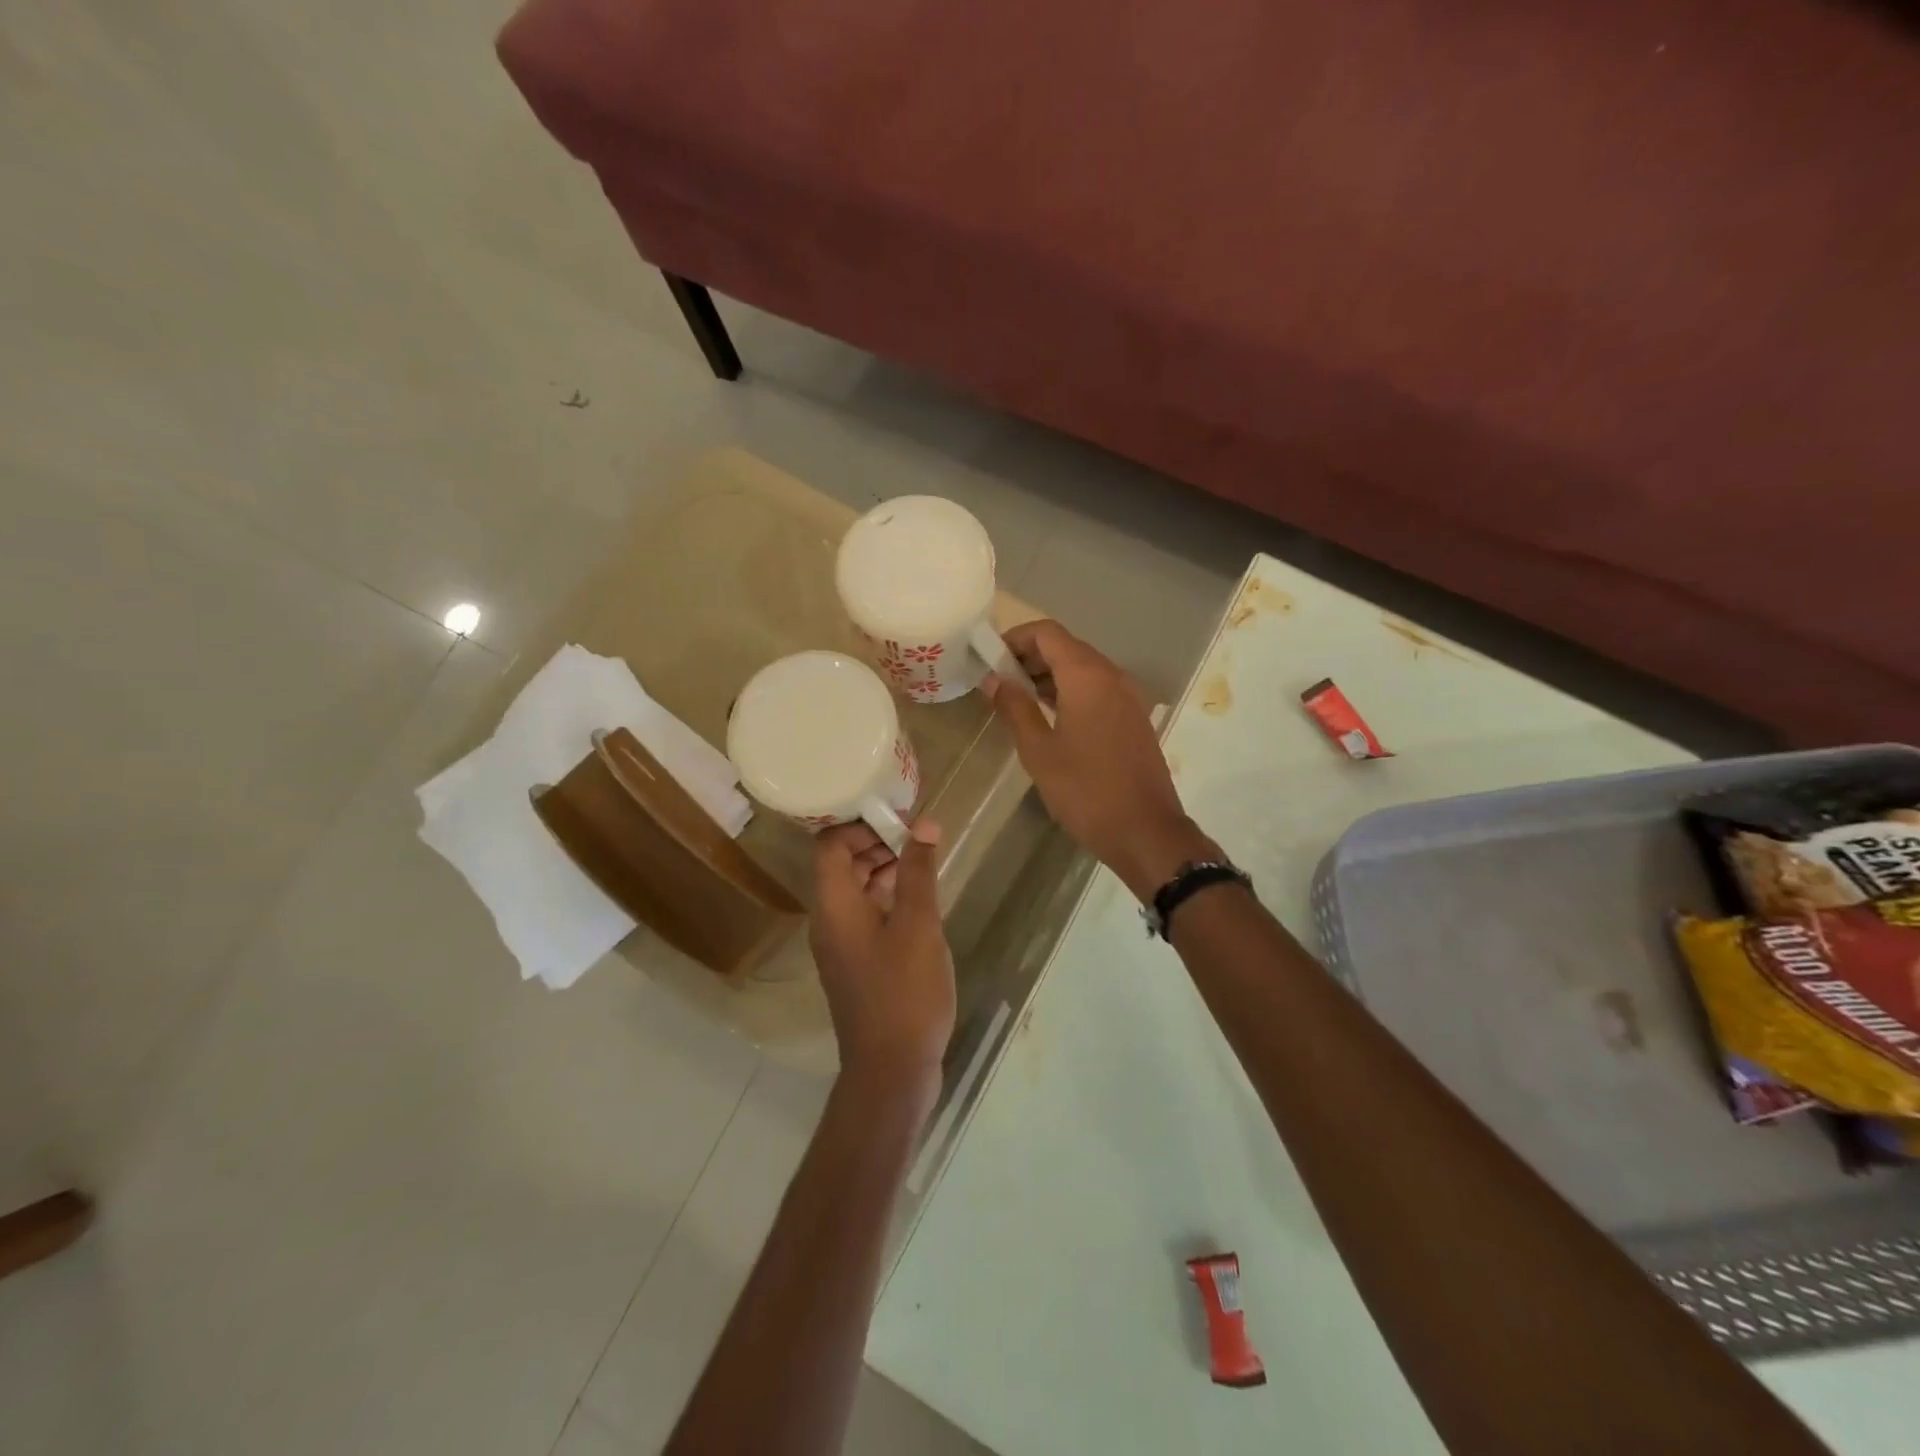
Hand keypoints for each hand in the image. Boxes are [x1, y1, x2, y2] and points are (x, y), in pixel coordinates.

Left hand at [810, 819, 954, 1102]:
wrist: (891, 1070)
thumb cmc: (905, 992)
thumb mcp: (918, 926)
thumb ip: (918, 872)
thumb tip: (923, 824)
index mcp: (834, 906)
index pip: (830, 845)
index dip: (859, 824)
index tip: (897, 816)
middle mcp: (828, 921)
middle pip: (840, 866)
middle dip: (875, 843)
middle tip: (916, 835)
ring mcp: (840, 946)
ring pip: (854, 892)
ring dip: (882, 870)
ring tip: (921, 861)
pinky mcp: (857, 965)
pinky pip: (864, 916)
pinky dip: (886, 898)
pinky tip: (917, 901)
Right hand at [984, 620, 1216, 900]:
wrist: (1145, 831)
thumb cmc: (1085, 790)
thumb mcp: (1039, 751)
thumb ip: (1014, 708)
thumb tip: (994, 680)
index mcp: (1087, 676)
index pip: (1047, 633)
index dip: (1015, 638)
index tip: (989, 660)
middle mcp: (1112, 676)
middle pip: (1066, 647)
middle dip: (1029, 657)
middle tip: (999, 683)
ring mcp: (1128, 697)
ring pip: (1083, 669)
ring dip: (1049, 676)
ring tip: (1018, 702)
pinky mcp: (1134, 718)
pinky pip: (1097, 689)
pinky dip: (1070, 692)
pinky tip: (1050, 720)